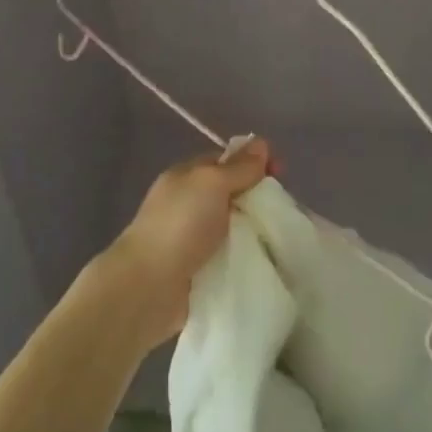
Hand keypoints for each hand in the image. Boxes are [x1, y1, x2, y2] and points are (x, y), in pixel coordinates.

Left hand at [106, 138, 273, 344]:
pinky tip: (266, 261)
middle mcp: (189, 203)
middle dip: (258, 198)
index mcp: (187, 176)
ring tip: (281, 239)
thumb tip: (261, 144)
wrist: (148, 287)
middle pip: (233, 193)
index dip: (254, 162)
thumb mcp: (212, 183)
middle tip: (283, 211)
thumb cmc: (180, 225)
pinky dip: (246, 256)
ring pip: (234, 226)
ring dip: (254, 231)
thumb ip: (239, 166)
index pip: (227, 160)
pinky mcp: (199, 269)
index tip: (281, 174)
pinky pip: (230, 255)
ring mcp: (192, 238)